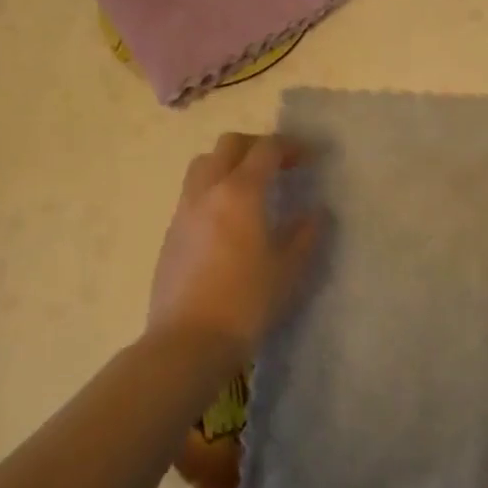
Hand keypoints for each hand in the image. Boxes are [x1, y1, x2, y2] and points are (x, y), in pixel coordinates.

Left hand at [148, 133, 320, 359]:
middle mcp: (208, 192)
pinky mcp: (171, 235)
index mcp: (241, 192)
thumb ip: (306, 234)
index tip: (313, 156)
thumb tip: (316, 213)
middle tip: (282, 164)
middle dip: (258, 146)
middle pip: (229, 145)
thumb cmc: (247, 301)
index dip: (293, 146)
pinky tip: (230, 220)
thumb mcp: (289, 268)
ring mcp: (184, 212)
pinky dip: (215, 190)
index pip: (267, 149)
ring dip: (230, 163)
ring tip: (253, 186)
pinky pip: (193, 194)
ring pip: (204, 165)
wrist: (188, 342)